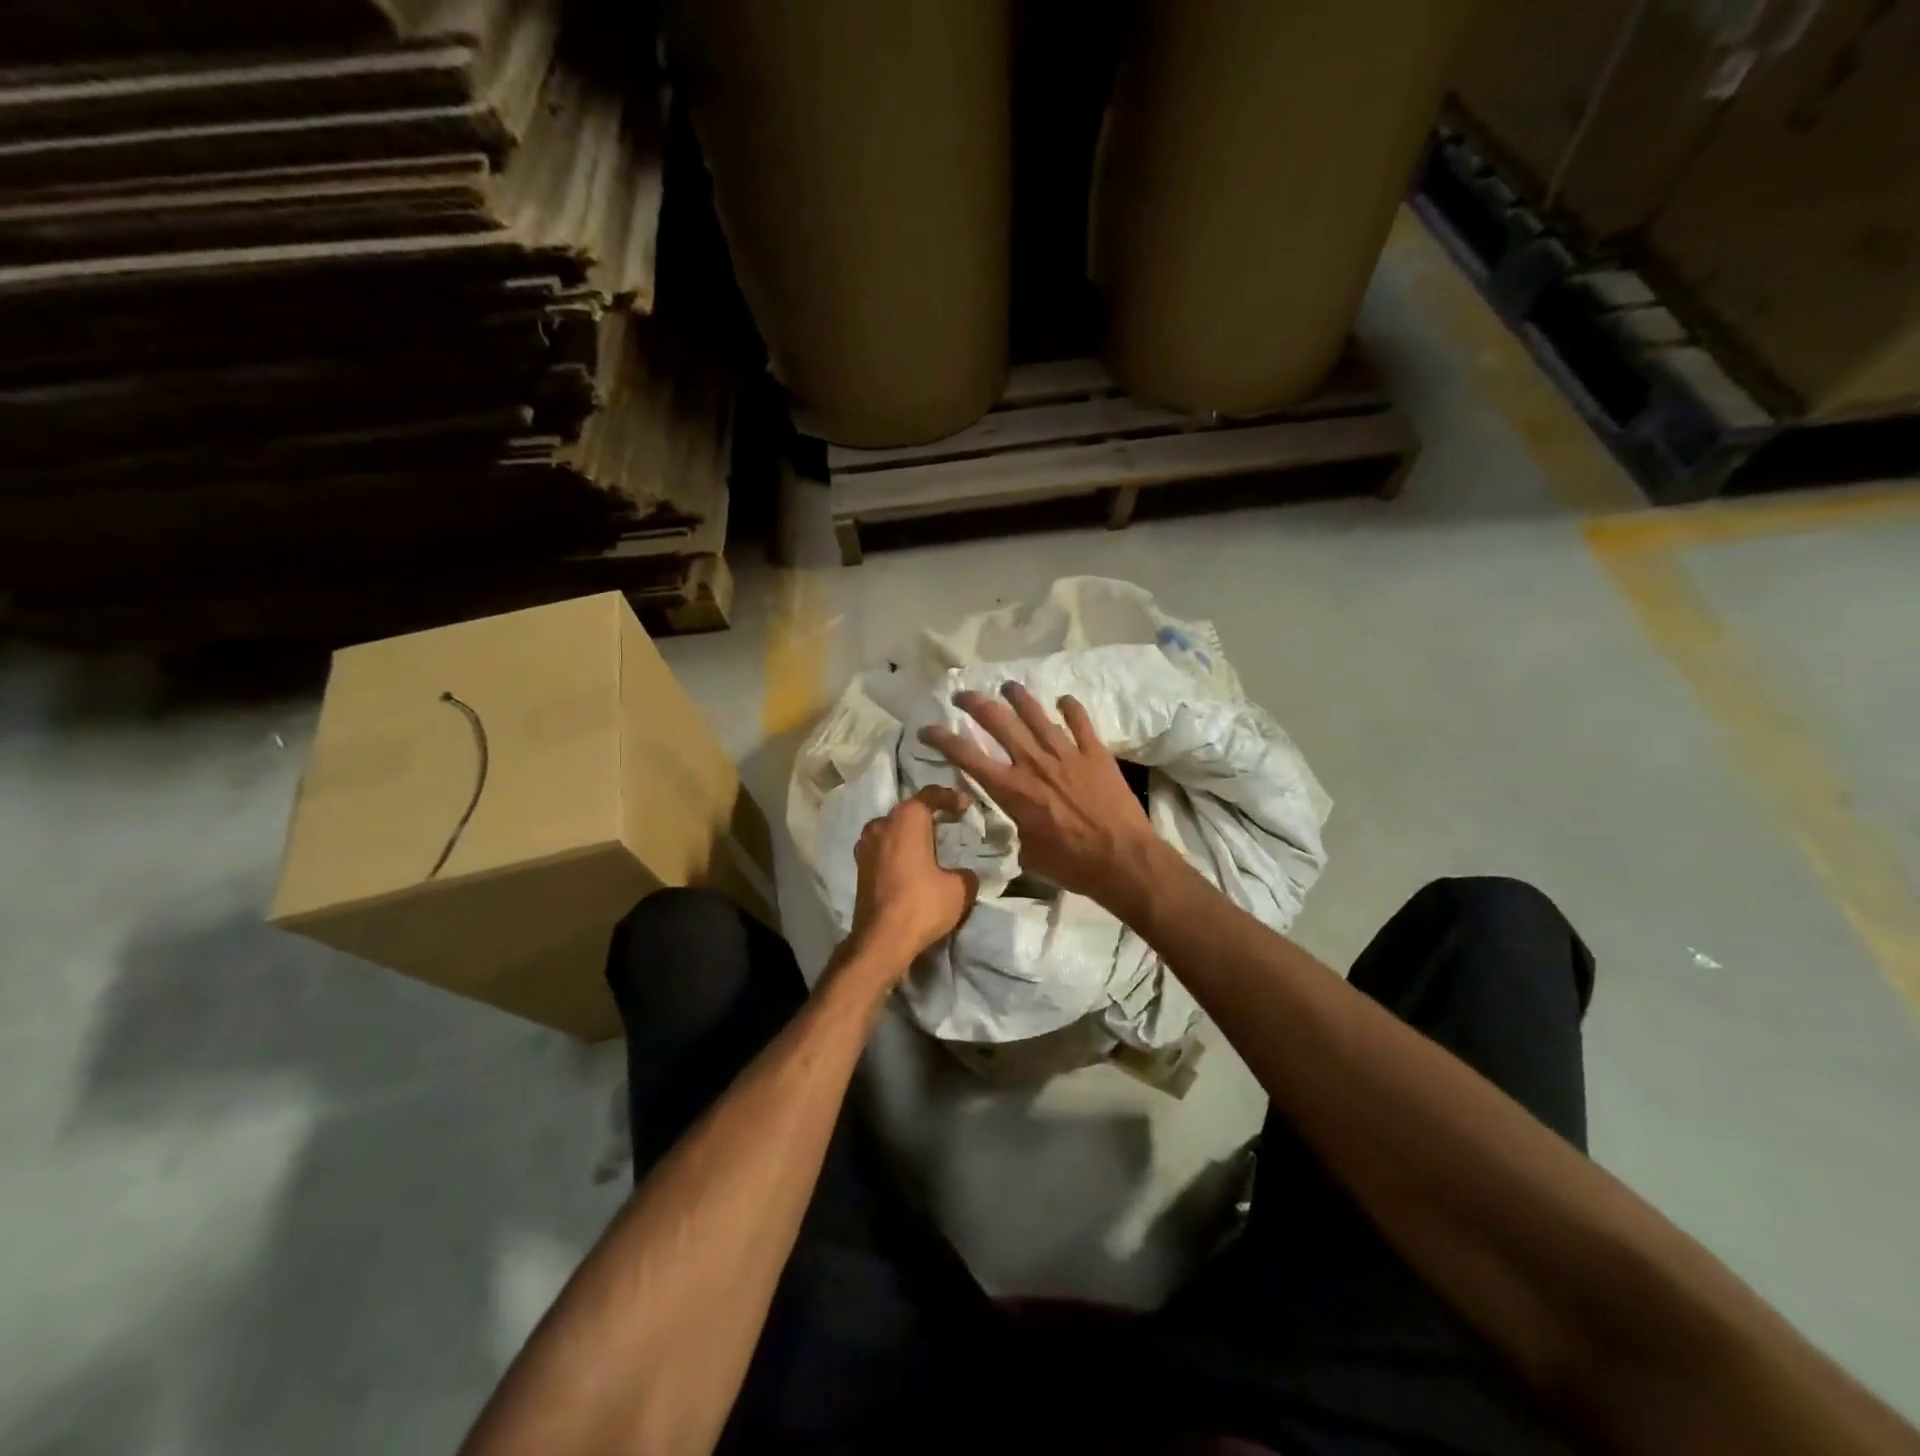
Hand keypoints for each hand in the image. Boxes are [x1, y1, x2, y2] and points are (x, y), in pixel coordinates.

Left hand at [848, 785, 978, 968]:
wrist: (881, 940)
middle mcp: (882, 824)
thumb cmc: (922, 904)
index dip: (950, 797)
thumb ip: (965, 873)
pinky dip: (898, 850)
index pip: (930, 795)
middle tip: (949, 823)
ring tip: (929, 845)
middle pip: (908, 811)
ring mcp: (865, 845)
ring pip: (892, 829)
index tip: (965, 806)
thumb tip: (962, 873)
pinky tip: (911, 864)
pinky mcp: (859, 866)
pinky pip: (883, 848)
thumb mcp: (960, 888)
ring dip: (910, 834)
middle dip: (928, 815)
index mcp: (907, 819)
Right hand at [919, 683, 1160, 910]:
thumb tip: (1011, 825)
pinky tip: (1063, 700)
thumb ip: (1015, 831)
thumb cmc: (1072, 864)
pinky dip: (1070, 708)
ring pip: (1036, 714)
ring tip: (1007, 686)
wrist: (1123, 859)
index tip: (927, 728)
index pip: (967, 756)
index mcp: (1012, 789)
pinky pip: (1080, 721)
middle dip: (975, 704)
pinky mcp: (1095, 752)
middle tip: (963, 695)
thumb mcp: (1028, 854)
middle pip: (998, 722)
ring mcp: (1066, 753)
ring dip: (1018, 696)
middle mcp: (1034, 763)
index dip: (942, 739)